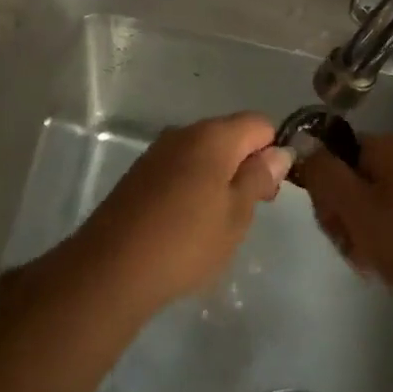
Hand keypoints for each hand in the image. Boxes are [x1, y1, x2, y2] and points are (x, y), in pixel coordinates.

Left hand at [69, 113, 291, 315]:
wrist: (112, 267)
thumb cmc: (186, 241)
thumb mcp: (236, 214)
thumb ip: (259, 177)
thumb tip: (280, 151)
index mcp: (212, 136)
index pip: (259, 124)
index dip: (272, 152)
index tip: (269, 191)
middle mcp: (183, 133)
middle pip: (229, 135)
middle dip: (246, 165)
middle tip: (248, 212)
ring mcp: (158, 151)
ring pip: (203, 153)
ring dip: (219, 178)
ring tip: (217, 223)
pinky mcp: (140, 173)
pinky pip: (179, 168)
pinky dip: (192, 186)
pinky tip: (188, 223)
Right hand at [297, 134, 392, 303]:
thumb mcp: (352, 203)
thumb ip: (322, 171)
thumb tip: (304, 147)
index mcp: (390, 146)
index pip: (336, 151)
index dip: (324, 183)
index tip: (329, 215)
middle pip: (350, 178)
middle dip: (340, 212)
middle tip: (347, 242)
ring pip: (366, 205)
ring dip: (356, 232)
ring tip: (366, 260)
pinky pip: (388, 222)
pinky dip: (378, 242)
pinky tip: (381, 265)